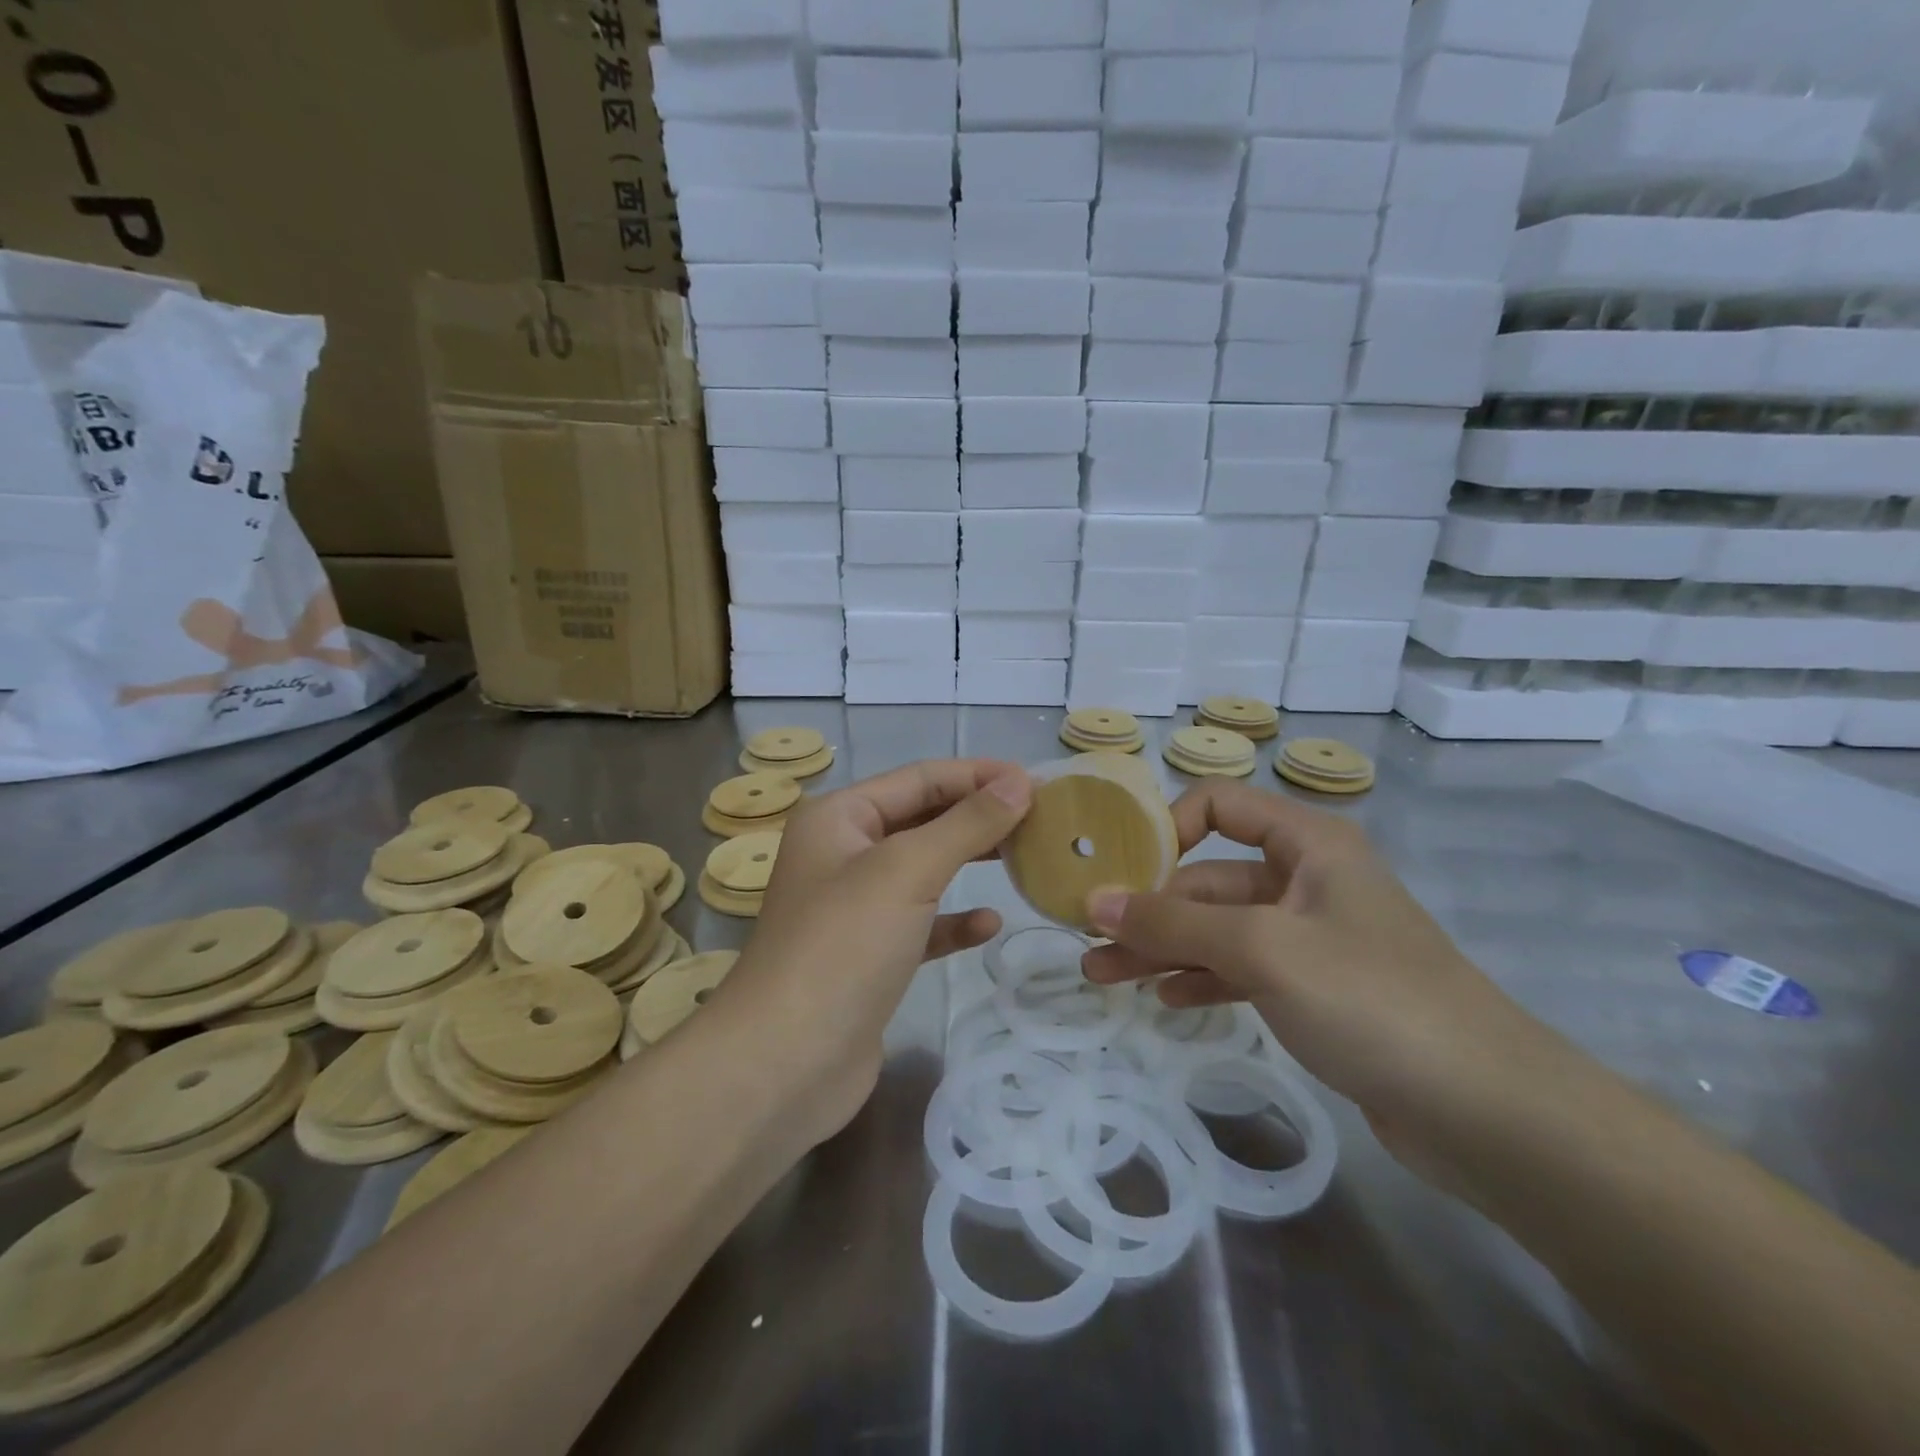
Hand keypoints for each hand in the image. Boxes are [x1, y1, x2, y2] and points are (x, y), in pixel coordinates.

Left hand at [719, 759, 1031, 1144]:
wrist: (785, 1064)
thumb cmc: (843, 946)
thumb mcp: (907, 870)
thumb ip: (966, 823)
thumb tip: (1019, 782)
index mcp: (839, 818)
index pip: (918, 778)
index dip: (977, 775)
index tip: (1037, 782)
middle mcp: (843, 854)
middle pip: (922, 819)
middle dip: (977, 817)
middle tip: (1039, 820)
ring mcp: (854, 908)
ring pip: (923, 870)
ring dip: (969, 862)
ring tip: (1024, 858)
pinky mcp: (870, 956)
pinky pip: (920, 923)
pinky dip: (953, 921)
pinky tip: (988, 925)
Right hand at [1081, 781, 1559, 1171]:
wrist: (1490, 1113)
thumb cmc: (1372, 999)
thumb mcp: (1262, 949)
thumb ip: (1174, 922)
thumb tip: (1096, 901)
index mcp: (1308, 844)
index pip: (1221, 804)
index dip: (1167, 826)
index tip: (1120, 868)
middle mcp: (1308, 880)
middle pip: (1211, 876)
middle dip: (1150, 908)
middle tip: (1090, 938)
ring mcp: (1312, 937)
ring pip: (1220, 929)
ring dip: (1164, 948)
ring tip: (1105, 976)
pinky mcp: (1317, 990)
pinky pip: (1243, 969)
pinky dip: (1202, 978)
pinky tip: (1166, 999)